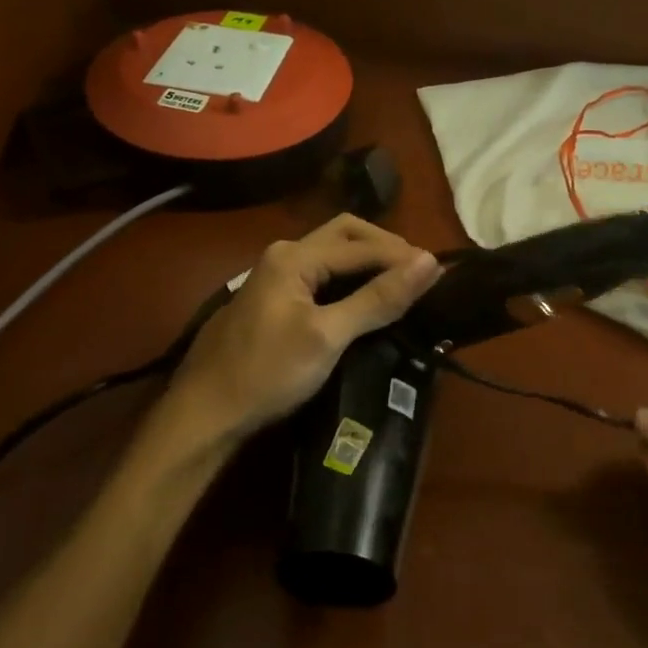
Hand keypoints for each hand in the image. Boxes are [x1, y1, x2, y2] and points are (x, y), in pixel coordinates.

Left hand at [161, 215, 442, 453]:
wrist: (204, 413)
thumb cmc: (267, 373)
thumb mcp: (327, 336)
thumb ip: (378, 298)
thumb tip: (429, 263)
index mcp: (294, 256)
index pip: (363, 246)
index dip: (403, 256)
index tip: (442, 272)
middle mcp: (284, 254)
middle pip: (345, 234)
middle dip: (385, 246)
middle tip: (420, 272)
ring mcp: (275, 275)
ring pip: (332, 253)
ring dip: (368, 260)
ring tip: (401, 283)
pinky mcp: (274, 298)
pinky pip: (321, 273)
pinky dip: (350, 278)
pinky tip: (366, 297)